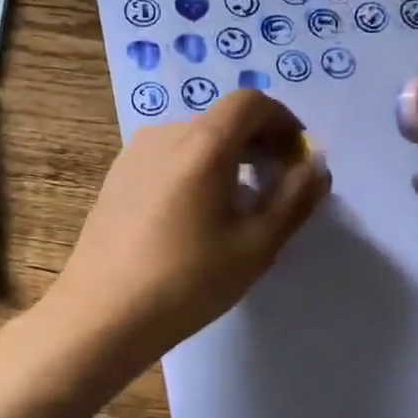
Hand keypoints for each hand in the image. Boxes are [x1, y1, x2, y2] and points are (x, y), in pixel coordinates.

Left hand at [40, 88, 329, 366]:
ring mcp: (134, 154)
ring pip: (195, 139)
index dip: (283, 122)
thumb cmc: (187, 282)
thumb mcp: (256, 245)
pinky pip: (169, 158)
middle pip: (223, 120)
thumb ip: (294, 199)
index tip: (297, 159)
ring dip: (228, 158)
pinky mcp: (117, 177)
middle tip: (277, 186)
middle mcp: (166, 134)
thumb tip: (316, 166)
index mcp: (203, 144)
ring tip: (238, 206)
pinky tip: (196, 217)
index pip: (251, 102)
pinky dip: (197, 169)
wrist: (101, 315)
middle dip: (260, 143)